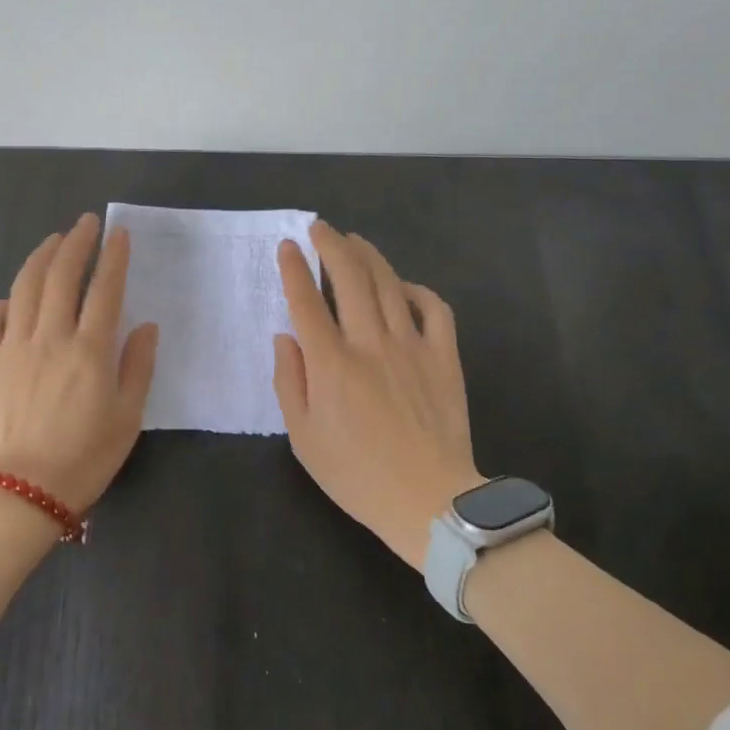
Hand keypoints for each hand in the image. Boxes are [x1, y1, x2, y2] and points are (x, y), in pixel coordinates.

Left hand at [0, 213, 159, 511]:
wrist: (19, 492)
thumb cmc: (83, 459)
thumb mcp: (128, 419)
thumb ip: (138, 367)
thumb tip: (146, 326)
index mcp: (90, 350)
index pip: (105, 289)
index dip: (113, 256)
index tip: (118, 232)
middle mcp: (50, 337)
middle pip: (62, 275)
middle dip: (76, 242)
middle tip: (84, 223)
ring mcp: (13, 346)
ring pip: (25, 287)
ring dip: (40, 257)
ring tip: (52, 241)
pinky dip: (1, 302)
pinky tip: (12, 300)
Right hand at [272, 223, 480, 570]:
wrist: (430, 501)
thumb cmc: (357, 474)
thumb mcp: (304, 438)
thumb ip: (289, 382)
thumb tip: (285, 337)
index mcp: (330, 364)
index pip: (306, 301)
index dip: (295, 269)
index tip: (288, 246)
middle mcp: (369, 343)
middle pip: (348, 278)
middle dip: (331, 245)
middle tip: (320, 227)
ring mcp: (411, 346)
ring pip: (388, 284)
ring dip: (369, 256)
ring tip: (354, 241)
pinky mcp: (444, 357)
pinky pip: (434, 308)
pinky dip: (418, 290)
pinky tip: (404, 287)